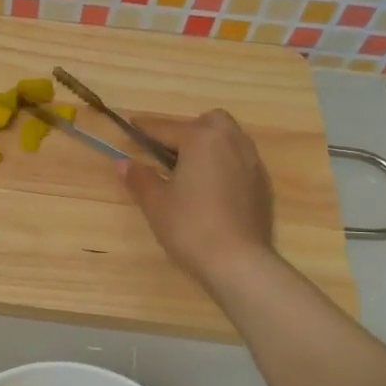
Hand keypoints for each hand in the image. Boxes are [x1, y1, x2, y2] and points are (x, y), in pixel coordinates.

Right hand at [121, 110, 274, 289]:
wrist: (239, 262)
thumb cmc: (190, 226)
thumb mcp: (155, 202)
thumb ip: (139, 178)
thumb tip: (122, 163)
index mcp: (202, 139)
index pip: (167, 128)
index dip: (145, 130)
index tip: (131, 127)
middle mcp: (232, 143)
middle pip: (209, 123)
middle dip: (188, 130)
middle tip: (168, 153)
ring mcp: (253, 164)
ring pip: (230, 140)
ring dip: (209, 147)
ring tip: (189, 171)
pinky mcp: (263, 186)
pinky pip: (240, 162)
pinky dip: (224, 166)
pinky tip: (211, 191)